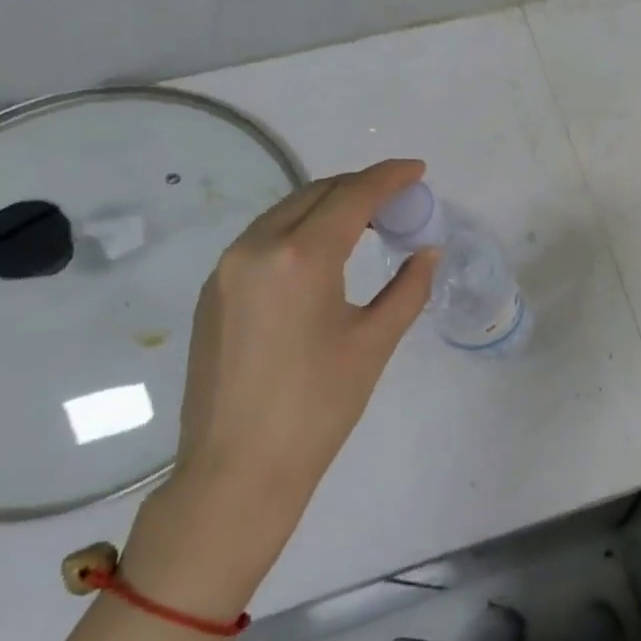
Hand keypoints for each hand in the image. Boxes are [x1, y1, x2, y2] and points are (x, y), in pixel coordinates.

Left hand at [122, 160, 437, 614]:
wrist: (238, 470)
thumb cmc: (318, 407)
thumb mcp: (375, 343)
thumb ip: (408, 288)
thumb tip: (428, 252)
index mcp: (300, 257)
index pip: (352, 195)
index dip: (390, 177)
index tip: (418, 170)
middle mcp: (255, 248)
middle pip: (315, 193)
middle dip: (360, 188)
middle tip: (399, 203)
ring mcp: (226, 269)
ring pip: (285, 212)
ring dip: (328, 207)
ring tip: (366, 225)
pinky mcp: (212, 292)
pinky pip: (262, 239)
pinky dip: (299, 231)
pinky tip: (322, 256)